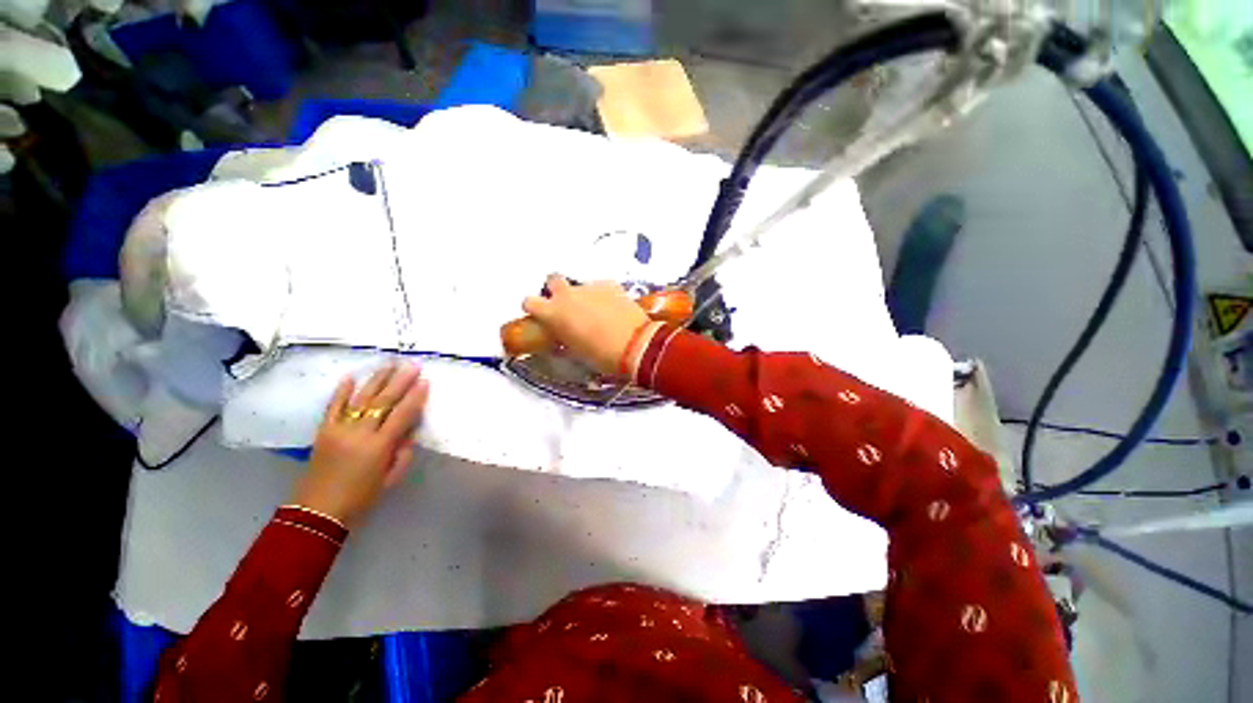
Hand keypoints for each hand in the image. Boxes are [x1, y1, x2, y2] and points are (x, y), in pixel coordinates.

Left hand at [290, 364, 428, 527]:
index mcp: (379, 447)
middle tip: (412, 365)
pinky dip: (341, 392)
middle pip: (382, 402)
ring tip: (389, 364)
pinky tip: (350, 377)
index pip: (402, 415)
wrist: (316, 513)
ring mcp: (338, 430)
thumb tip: (409, 431)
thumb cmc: (361, 498)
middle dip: (399, 381)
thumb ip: (403, 453)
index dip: (415, 397)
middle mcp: (359, 433)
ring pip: (360, 399)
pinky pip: (332, 407)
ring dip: (376, 380)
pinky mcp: (323, 432)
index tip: (425, 381)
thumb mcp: (390, 478)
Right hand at [522, 275, 653, 375]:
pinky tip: (614, 310)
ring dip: (584, 296)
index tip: (542, 315)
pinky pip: (601, 288)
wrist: (636, 346)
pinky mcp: (610, 284)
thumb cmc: (601, 356)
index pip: (529, 301)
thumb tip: (562, 339)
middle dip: (557, 290)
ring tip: (599, 313)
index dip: (534, 308)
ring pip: (580, 286)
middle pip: (553, 280)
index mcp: (554, 313)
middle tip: (568, 307)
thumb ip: (564, 339)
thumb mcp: (575, 352)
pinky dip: (604, 296)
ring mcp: (590, 287)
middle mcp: (568, 295)